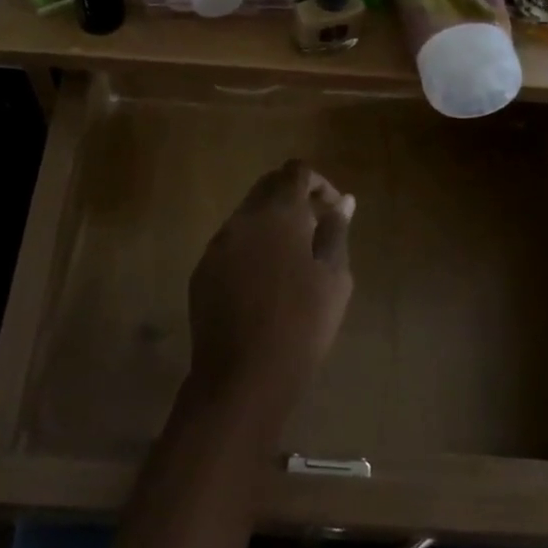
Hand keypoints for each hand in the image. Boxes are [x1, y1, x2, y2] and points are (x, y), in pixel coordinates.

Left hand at [184, 161, 354, 435]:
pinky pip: (232, 242)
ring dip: (272, 222)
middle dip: (294, 197)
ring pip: (248, 215)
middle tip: (316, 227)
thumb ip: (336, 231)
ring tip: (293, 257)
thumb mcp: (334, 278)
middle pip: (268, 187)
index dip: (318, 183)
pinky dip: (252, 245)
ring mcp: (218, 243)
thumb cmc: (302, 325)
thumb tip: (344, 202)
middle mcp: (243, 218)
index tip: (333, 208)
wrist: (243, 375)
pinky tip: (265, 279)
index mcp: (278, 213)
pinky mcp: (203, 268)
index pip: (296, 172)